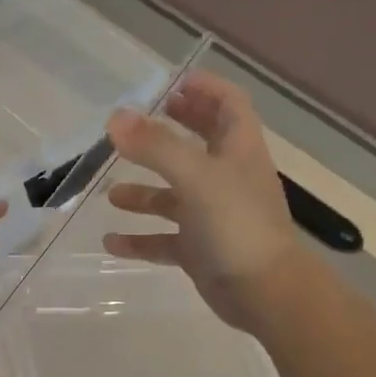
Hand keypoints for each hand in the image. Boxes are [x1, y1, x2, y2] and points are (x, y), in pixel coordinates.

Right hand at [103, 71, 302, 330]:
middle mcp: (227, 179)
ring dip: (144, 191)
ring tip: (111, 193)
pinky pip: (164, 240)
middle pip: (200, 144)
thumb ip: (155, 146)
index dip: (205, 89)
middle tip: (136, 126)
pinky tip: (111, 242)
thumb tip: (115, 118)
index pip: (229, 105)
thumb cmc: (236, 225)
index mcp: (238, 151)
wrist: (265, 293)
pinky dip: (139, 239)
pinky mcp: (201, 250)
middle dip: (170, 132)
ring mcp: (213, 216)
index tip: (171, 83)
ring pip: (175, 196)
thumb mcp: (195, 177)